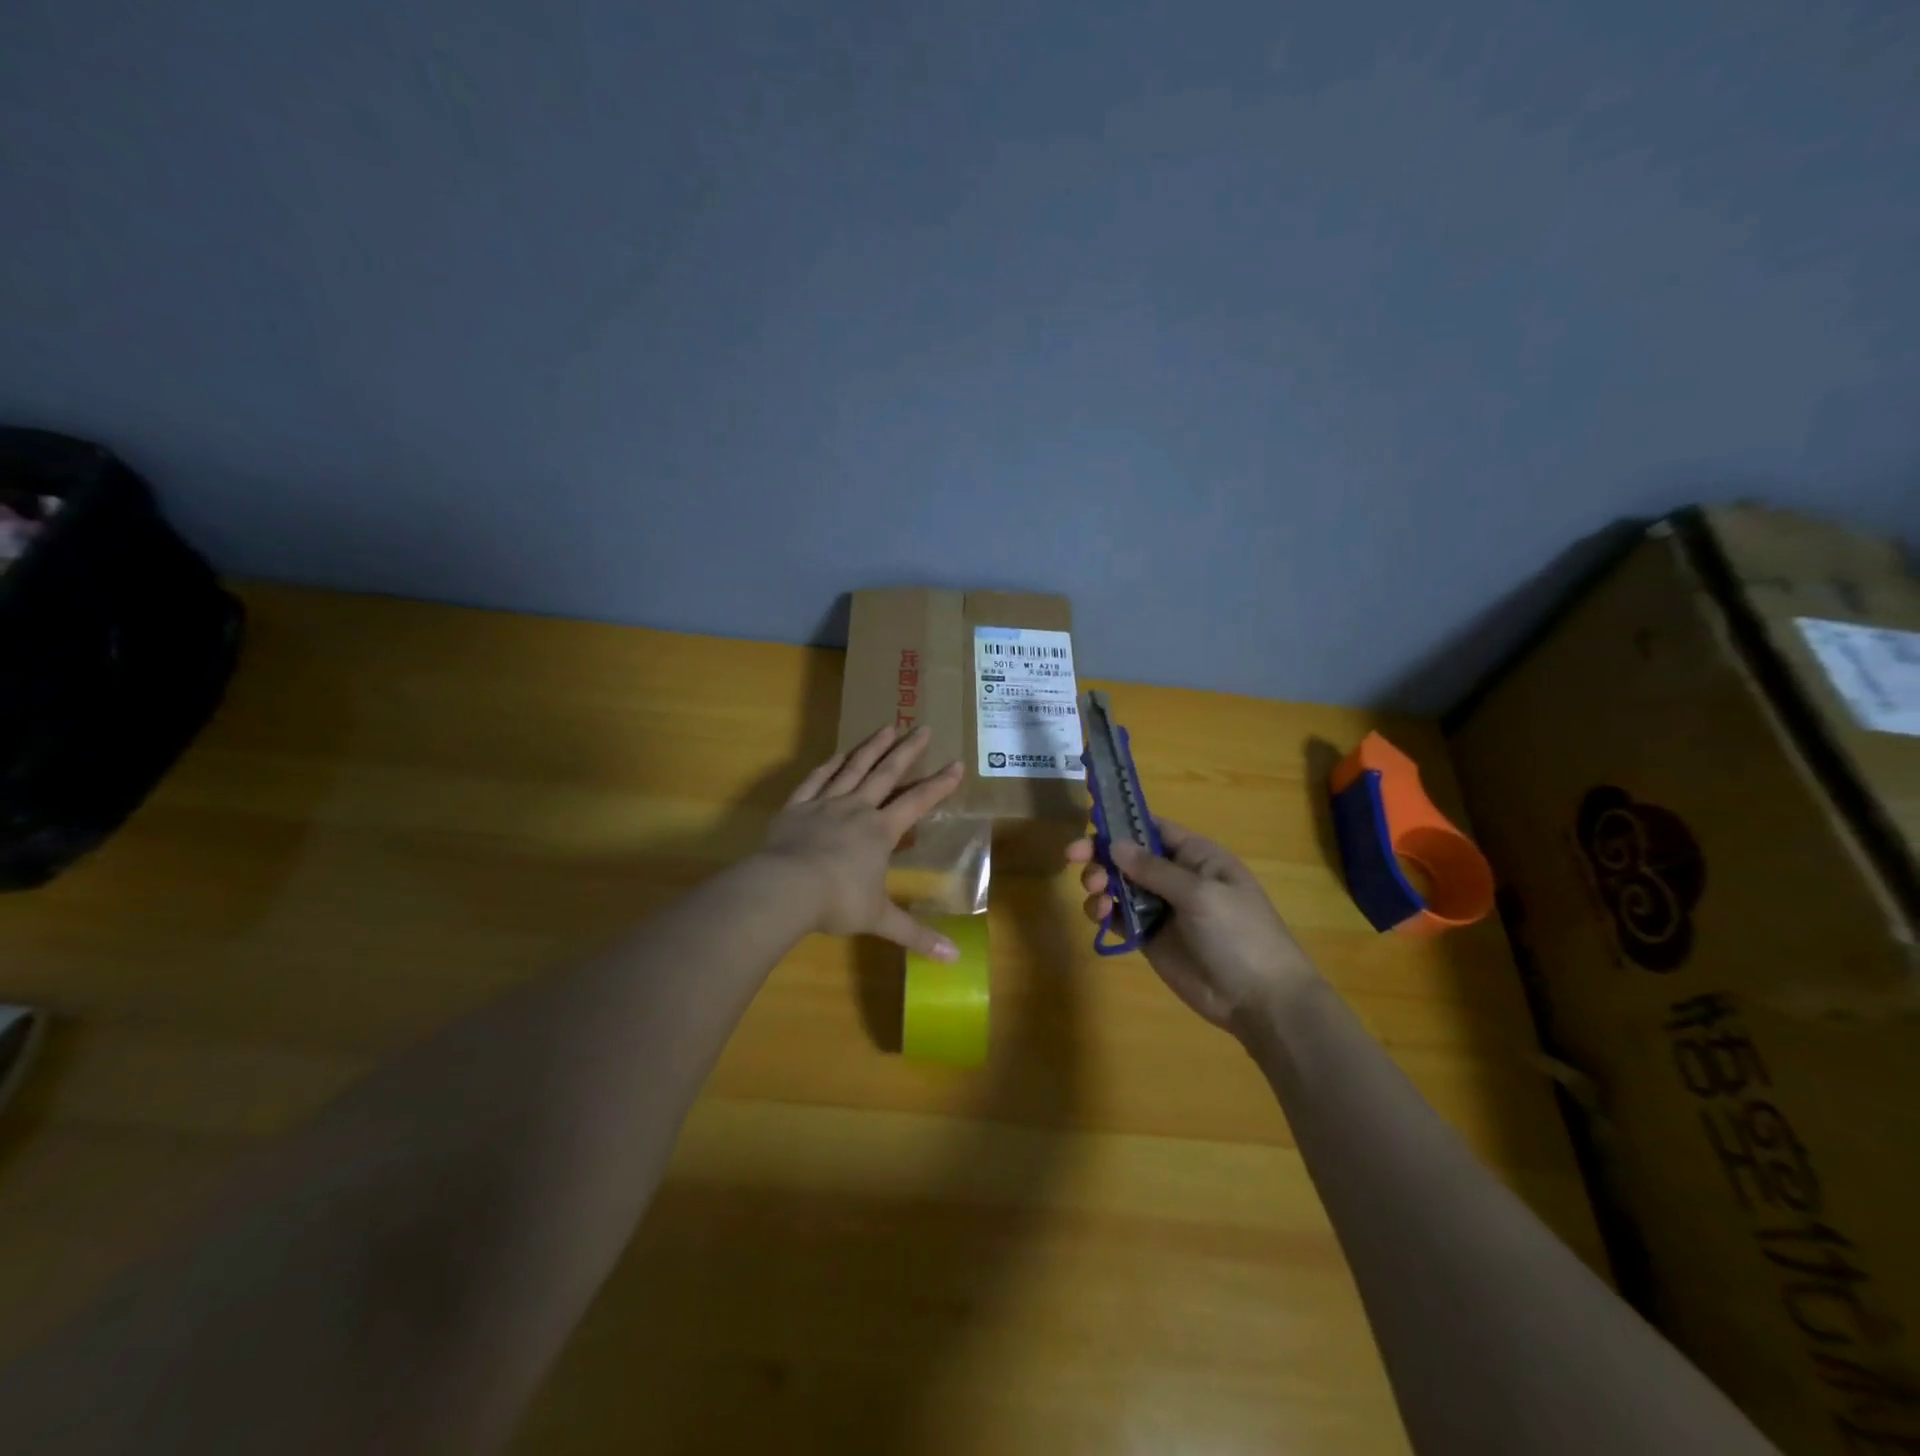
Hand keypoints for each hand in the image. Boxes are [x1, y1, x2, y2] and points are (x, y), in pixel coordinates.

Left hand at [759, 724, 965, 959]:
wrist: (785, 889)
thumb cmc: (837, 901)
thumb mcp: (880, 920)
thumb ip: (916, 935)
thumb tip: (954, 960)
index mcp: (880, 831)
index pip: (917, 801)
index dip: (939, 784)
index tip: (957, 763)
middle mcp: (857, 809)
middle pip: (886, 773)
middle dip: (907, 750)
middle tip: (922, 727)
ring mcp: (825, 804)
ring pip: (853, 768)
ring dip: (872, 747)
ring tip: (887, 726)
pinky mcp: (797, 807)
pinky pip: (816, 779)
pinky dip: (829, 765)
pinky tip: (838, 753)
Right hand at [1068, 820, 1319, 1032]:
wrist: (1260, 1000)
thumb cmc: (1240, 935)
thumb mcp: (1201, 895)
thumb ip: (1155, 869)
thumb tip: (1114, 844)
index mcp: (1197, 857)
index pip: (1153, 827)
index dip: (1122, 821)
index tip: (1088, 819)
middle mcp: (1176, 877)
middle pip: (1129, 855)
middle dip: (1100, 853)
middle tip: (1073, 857)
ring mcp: (1162, 908)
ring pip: (1119, 884)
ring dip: (1100, 882)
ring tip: (1096, 893)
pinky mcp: (1150, 938)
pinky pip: (1120, 917)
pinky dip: (1104, 911)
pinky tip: (1101, 914)